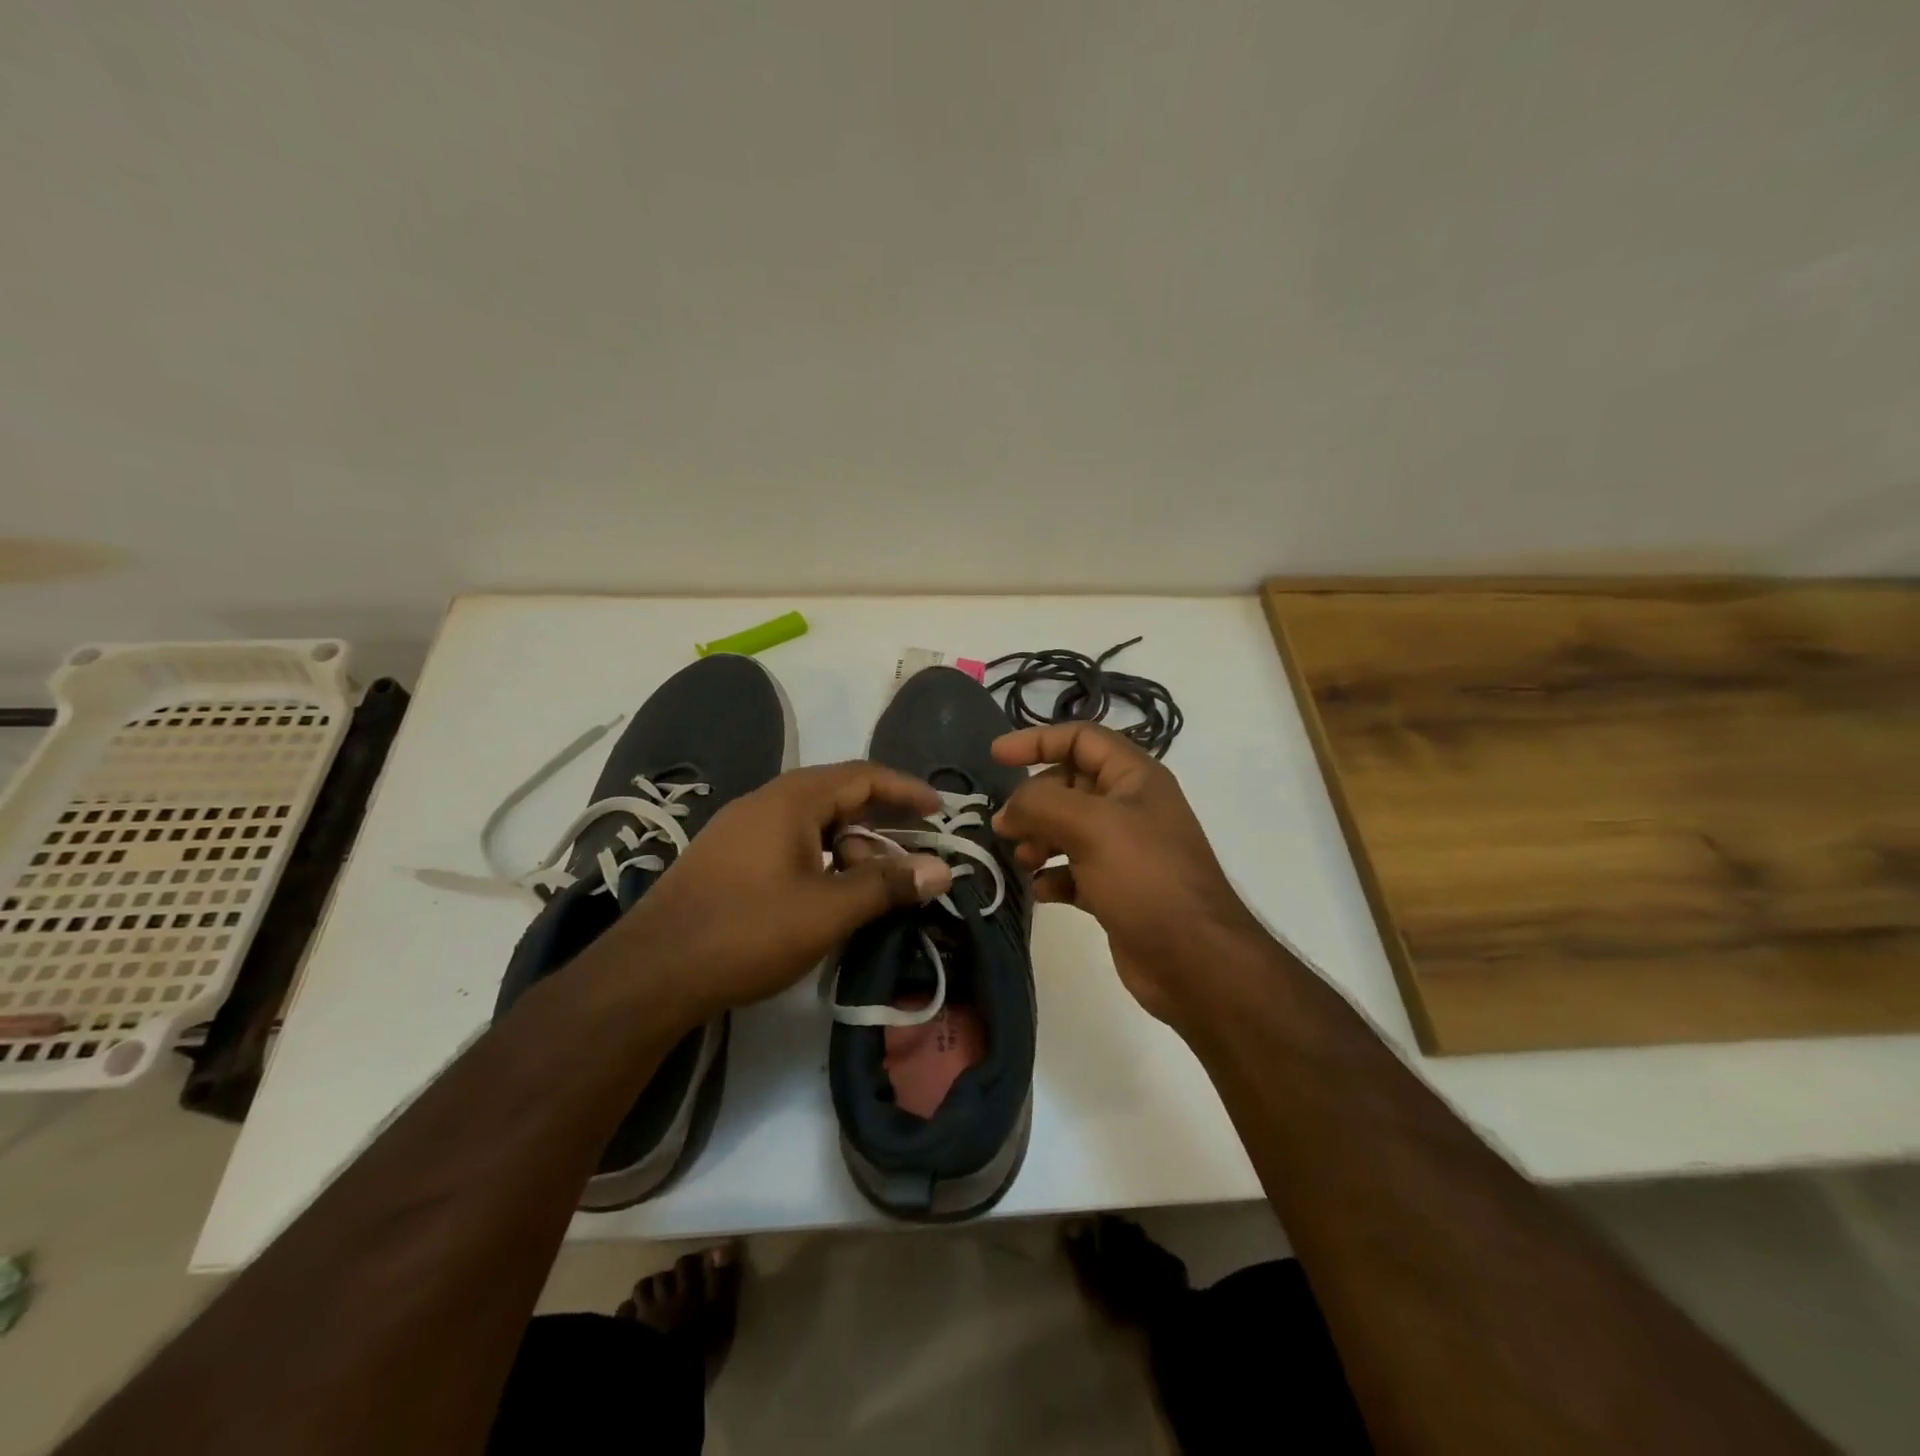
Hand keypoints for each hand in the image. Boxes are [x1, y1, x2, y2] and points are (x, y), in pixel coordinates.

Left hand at [604, 763, 953, 1025]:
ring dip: (850, 849)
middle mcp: (764, 803)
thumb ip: (887, 885)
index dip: (906, 789)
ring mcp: (740, 831)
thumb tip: (943, 869)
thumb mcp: (828, 910)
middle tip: (909, 861)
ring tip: (870, 890)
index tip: (939, 809)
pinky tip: (827, 897)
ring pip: (812, 825)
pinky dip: (822, 861)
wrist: (651, 974)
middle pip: (838, 798)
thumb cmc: (747, 931)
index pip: (862, 776)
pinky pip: (789, 845)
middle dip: (880, 826)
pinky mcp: (726, 860)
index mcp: (791, 800)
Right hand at [991, 724, 1263, 1023]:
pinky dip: (1053, 876)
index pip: (1081, 738)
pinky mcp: (1116, 889)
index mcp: (1135, 777)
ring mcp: (1124, 850)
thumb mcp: (1091, 827)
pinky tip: (1042, 891)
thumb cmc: (1145, 878)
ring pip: (1067, 829)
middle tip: (1006, 826)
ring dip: (1039, 839)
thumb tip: (1007, 812)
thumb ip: (1040, 804)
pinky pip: (1073, 870)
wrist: (1194, 960)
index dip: (1037, 740)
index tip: (996, 757)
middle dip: (1034, 801)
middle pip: (1069, 785)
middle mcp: (1130, 807)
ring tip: (1024, 861)